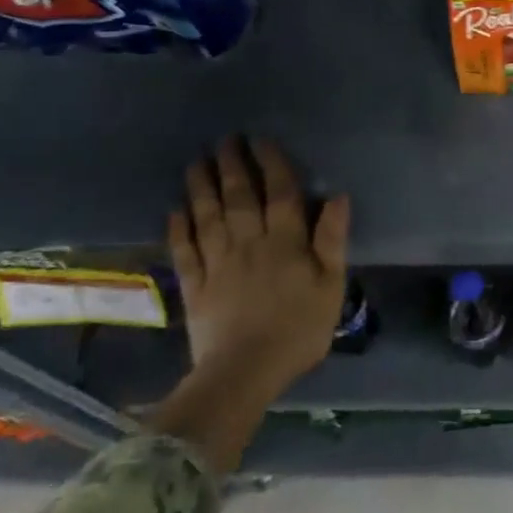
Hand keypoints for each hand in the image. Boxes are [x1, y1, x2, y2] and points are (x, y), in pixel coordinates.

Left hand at [168, 137, 349, 394]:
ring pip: (208, 217)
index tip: (261, 140)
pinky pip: (184, 252)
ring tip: (196, 162)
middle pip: (239, 198)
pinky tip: (175, 211)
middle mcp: (249, 243)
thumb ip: (332, 240)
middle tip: (224, 140)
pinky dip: (178, 229)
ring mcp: (218, 264)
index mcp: (286, 242)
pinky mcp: (195, 287)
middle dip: (232, 166)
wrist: (245, 372)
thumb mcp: (331, 286)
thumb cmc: (299, 329)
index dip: (271, 163)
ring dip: (201, 187)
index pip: (280, 193)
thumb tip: (338, 197)